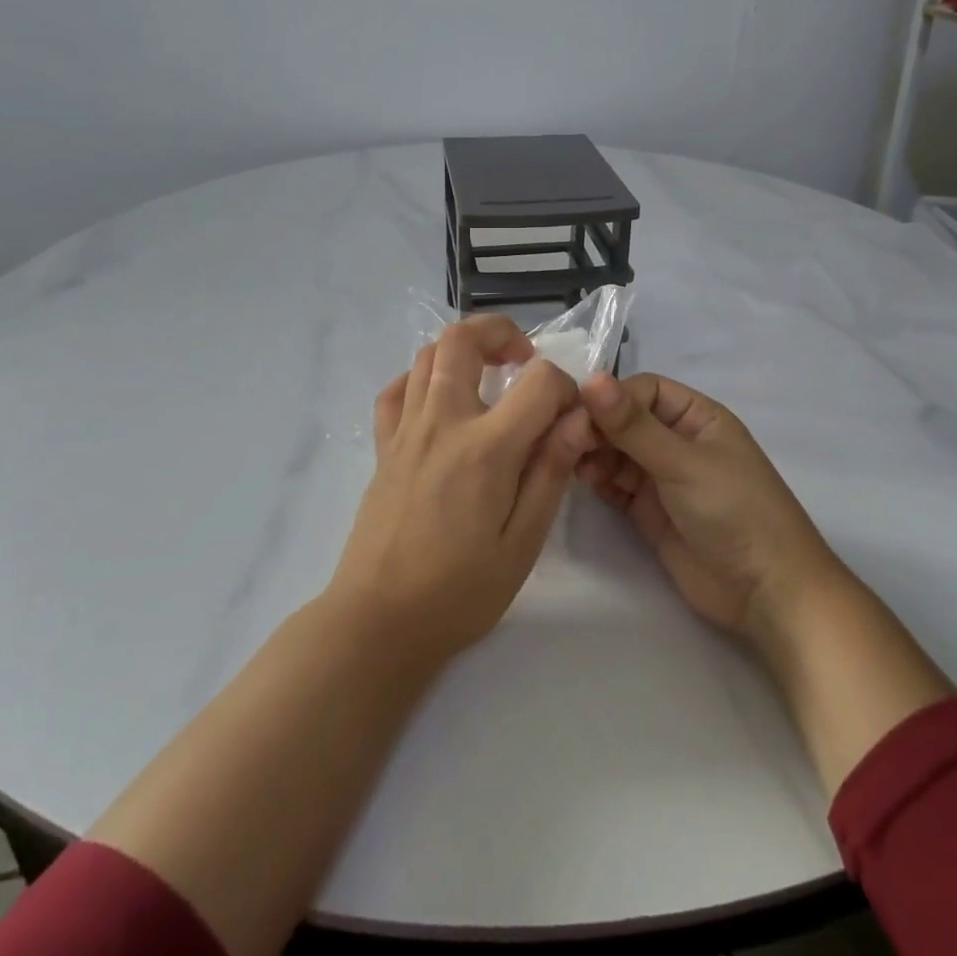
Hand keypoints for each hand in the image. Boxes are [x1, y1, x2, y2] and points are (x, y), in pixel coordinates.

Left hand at [328, 316, 596, 665]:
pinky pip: (395, 390)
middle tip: (523, 361)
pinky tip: (439, 400)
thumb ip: (551, 472)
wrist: (378, 623)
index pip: (539, 381)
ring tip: (488, 377)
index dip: (565, 389)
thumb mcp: (522, 543)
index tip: (570, 420)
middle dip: (502, 332)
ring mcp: (406, 430)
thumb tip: (578, 418)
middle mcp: (442, 422)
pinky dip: (420, 378)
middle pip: (464, 339)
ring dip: (463, 350)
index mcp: (486, 448)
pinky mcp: (383, 447)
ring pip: (427, 354)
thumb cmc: (459, 592)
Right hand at [576, 373, 844, 645]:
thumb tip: (591, 378)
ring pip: (617, 452)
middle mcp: (678, 441)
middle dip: (598, 428)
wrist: (764, 593)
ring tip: (576, 466)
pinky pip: (616, 485)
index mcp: (697, 417)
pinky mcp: (649, 511)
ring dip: (595, 454)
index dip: (612, 398)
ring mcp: (663, 477)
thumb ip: (633, 425)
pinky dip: (599, 481)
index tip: (580, 414)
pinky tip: (586, 483)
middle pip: (626, 420)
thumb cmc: (734, 510)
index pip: (644, 390)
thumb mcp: (683, 463)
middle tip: (569, 443)